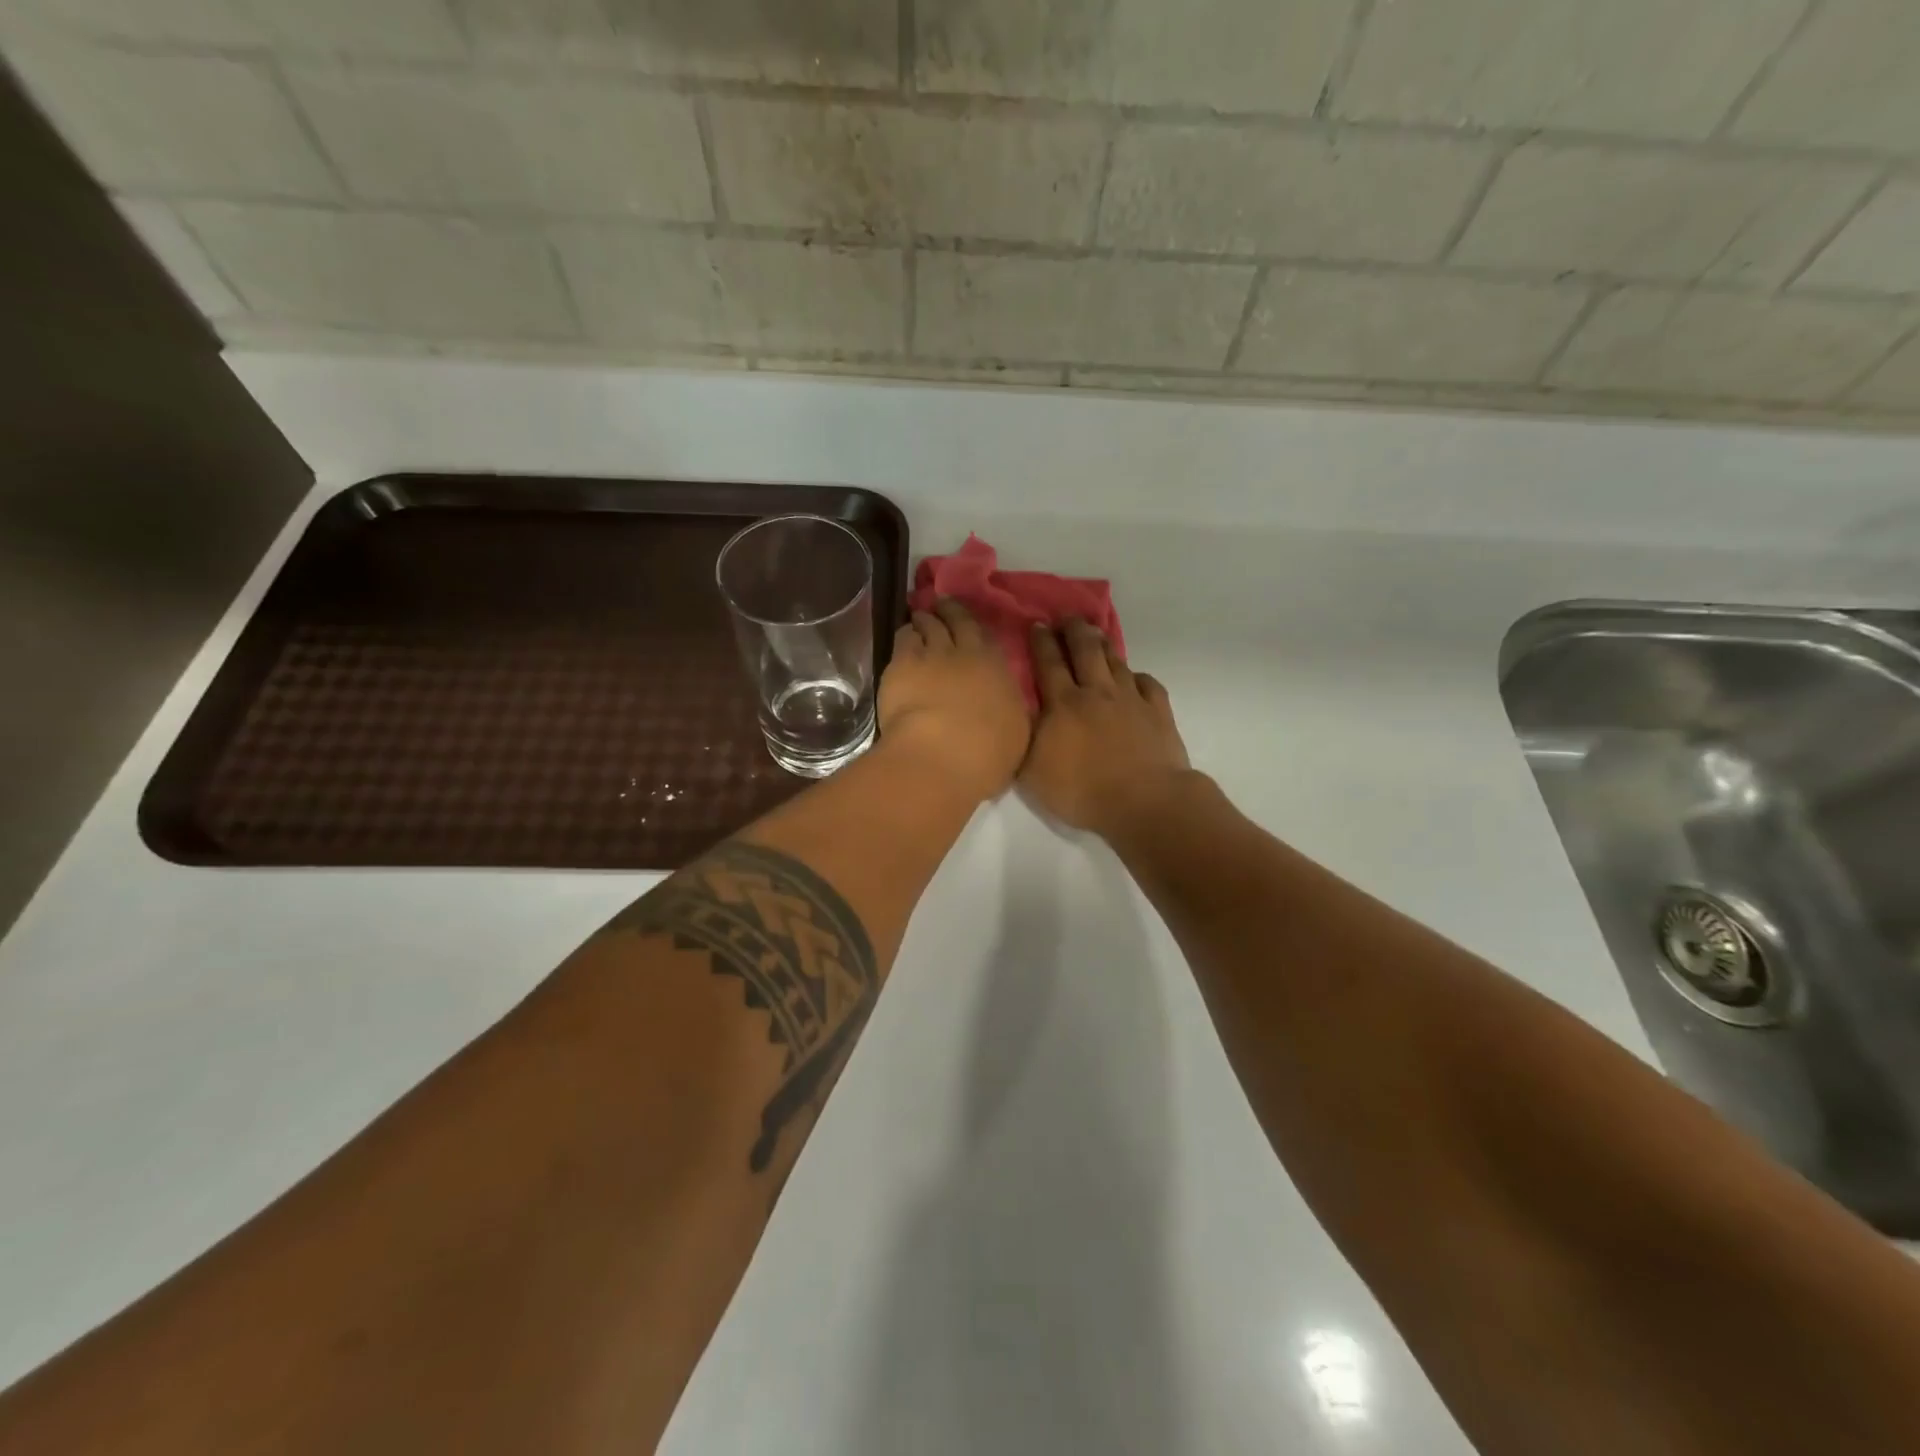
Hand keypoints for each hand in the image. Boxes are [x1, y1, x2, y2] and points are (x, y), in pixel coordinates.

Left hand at [878, 599, 1030, 803]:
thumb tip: (1003, 702)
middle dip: (952, 611)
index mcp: (999, 672)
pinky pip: (904, 638)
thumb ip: (1008, 710)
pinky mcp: (902, 662)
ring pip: (929, 625)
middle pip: (960, 622)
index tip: (973, 627)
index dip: (980, 630)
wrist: (941, 756)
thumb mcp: (1015, 733)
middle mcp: (968, 654)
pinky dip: (907, 633)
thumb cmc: (986, 755)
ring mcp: (933, 653)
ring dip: (926, 619)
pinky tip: (904, 635)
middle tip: (944, 604)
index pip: (990, 641)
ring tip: (921, 617)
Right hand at [1020, 619, 1193, 837]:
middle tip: (1067, 618)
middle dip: (1074, 630)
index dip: (1042, 642)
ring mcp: (1131, 700)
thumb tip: (1017, 712)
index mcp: (1063, 704)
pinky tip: (1135, 678)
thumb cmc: (1082, 790)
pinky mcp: (1159, 713)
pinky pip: (1148, 684)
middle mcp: (1097, 692)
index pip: (1049, 663)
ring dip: (1104, 645)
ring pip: (1116, 662)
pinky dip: (1138, 677)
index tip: (1038, 624)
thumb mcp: (1032, 770)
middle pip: (1085, 650)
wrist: (1144, 802)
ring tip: (1097, 635)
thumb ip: (1022, 737)